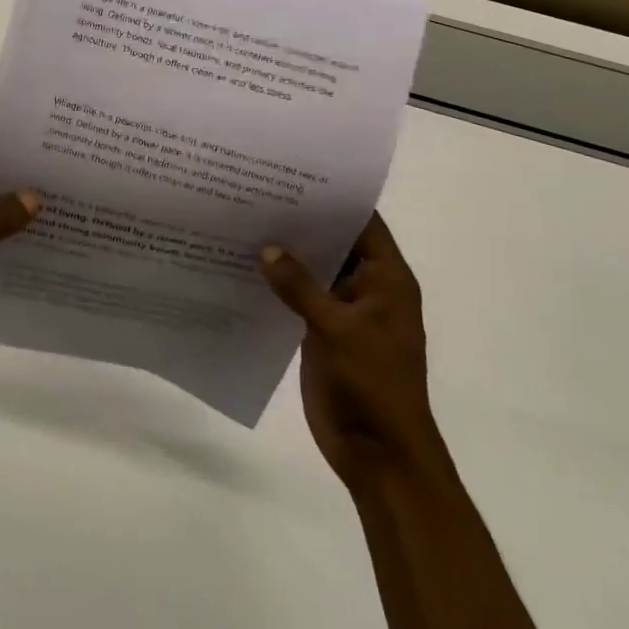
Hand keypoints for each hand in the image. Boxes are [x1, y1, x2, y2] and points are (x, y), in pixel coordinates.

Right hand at [260, 215, 440, 485]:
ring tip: (242, 221)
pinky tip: (242, 267)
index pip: (363, 223)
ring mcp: (343, 312)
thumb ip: (300, 285)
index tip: (293, 174)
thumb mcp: (337, 329)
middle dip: (300, 223)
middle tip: (255, 193)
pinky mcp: (321, 333)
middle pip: (334, 243)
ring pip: (312, 271)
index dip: (333, 199)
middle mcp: (366, 288)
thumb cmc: (372, 384)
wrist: (379, 454)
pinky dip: (277, 284)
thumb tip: (266, 247)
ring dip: (285, 254)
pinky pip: (298, 298)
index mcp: (386, 280)